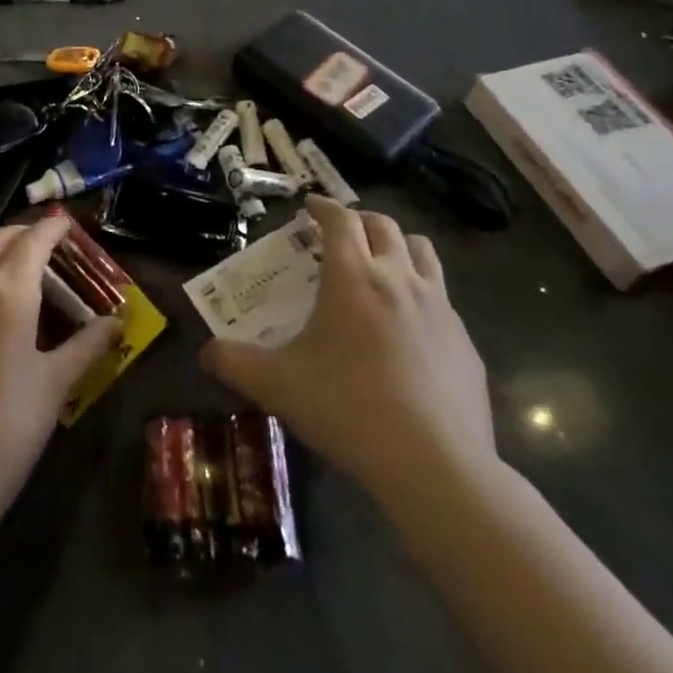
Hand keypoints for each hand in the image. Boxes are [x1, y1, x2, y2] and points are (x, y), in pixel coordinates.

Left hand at [0, 215, 120, 540]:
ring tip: (8, 263)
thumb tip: (118, 322)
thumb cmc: (5, 433)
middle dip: (26, 233)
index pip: (34, 239)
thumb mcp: (54, 386)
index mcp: (9, 291)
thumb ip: (87, 345)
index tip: (68, 225)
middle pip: (0, 236)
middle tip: (47, 250)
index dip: (53, 226)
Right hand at [201, 196, 496, 506]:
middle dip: (359, 220)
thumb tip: (206, 352)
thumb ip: (235, 363)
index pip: (340, 219)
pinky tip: (410, 329)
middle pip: (383, 226)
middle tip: (340, 234)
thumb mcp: (277, 385)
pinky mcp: (465, 341)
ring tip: (381, 264)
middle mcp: (399, 278)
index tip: (310, 206)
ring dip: (398, 246)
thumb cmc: (348, 410)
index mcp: (353, 276)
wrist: (436, 466)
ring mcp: (440, 308)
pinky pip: (443, 299)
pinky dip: (422, 294)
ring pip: (422, 252)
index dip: (323, 206)